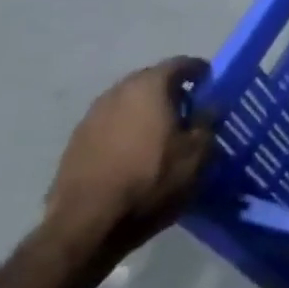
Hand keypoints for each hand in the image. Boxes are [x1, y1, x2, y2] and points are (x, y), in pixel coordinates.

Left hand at [45, 57, 212, 257]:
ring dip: (148, 110)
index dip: (200, 71)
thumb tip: (210, 104)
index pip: (180, 64)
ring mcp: (91, 117)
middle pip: (150, 80)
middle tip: (192, 109)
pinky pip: (112, 123)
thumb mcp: (198, 153)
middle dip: (172, 90)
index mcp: (148, 88)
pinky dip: (129, 129)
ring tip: (165, 133)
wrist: (88, 223)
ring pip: (129, 102)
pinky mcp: (76, 142)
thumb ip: (208, 121)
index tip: (213, 84)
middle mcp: (116, 93)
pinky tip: (138, 152)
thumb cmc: (152, 180)